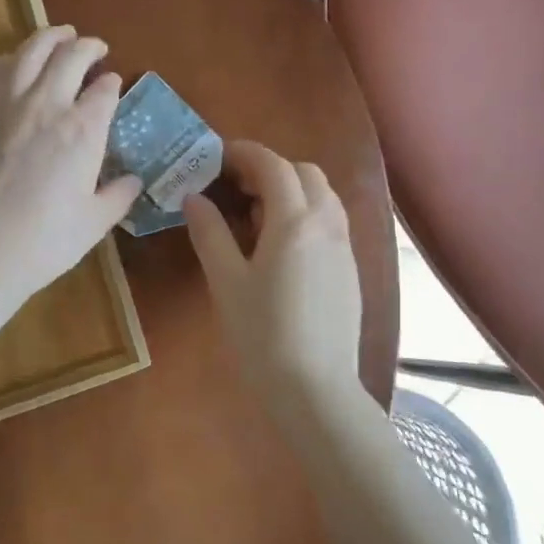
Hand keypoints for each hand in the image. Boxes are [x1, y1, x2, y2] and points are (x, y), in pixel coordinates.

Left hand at [0, 27, 141, 312]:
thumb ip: (117, 196)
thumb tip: (134, 180)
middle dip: (88, 47)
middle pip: (71, 56)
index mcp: (83, 130)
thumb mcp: (93, 224)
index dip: (113, 83)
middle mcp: (46, 104)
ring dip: (49, 37)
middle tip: (94, 47)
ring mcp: (3, 103)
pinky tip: (8, 65)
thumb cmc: (42, 242)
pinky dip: (3, 60)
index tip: (114, 83)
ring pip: (29, 50)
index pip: (105, 90)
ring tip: (59, 36)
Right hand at [183, 140, 362, 407]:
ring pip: (323, 195)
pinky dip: (305, 212)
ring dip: (291, 188)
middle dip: (270, 167)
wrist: (315, 390)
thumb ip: (210, 233)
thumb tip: (194, 198)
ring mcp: (344, 247)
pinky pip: (330, 220)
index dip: (244, 153)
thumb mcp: (226, 282)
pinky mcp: (350, 268)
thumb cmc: (262, 335)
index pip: (273, 165)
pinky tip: (281, 245)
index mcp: (294, 221)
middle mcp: (326, 224)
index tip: (217, 156)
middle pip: (304, 172)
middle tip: (235, 187)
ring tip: (256, 215)